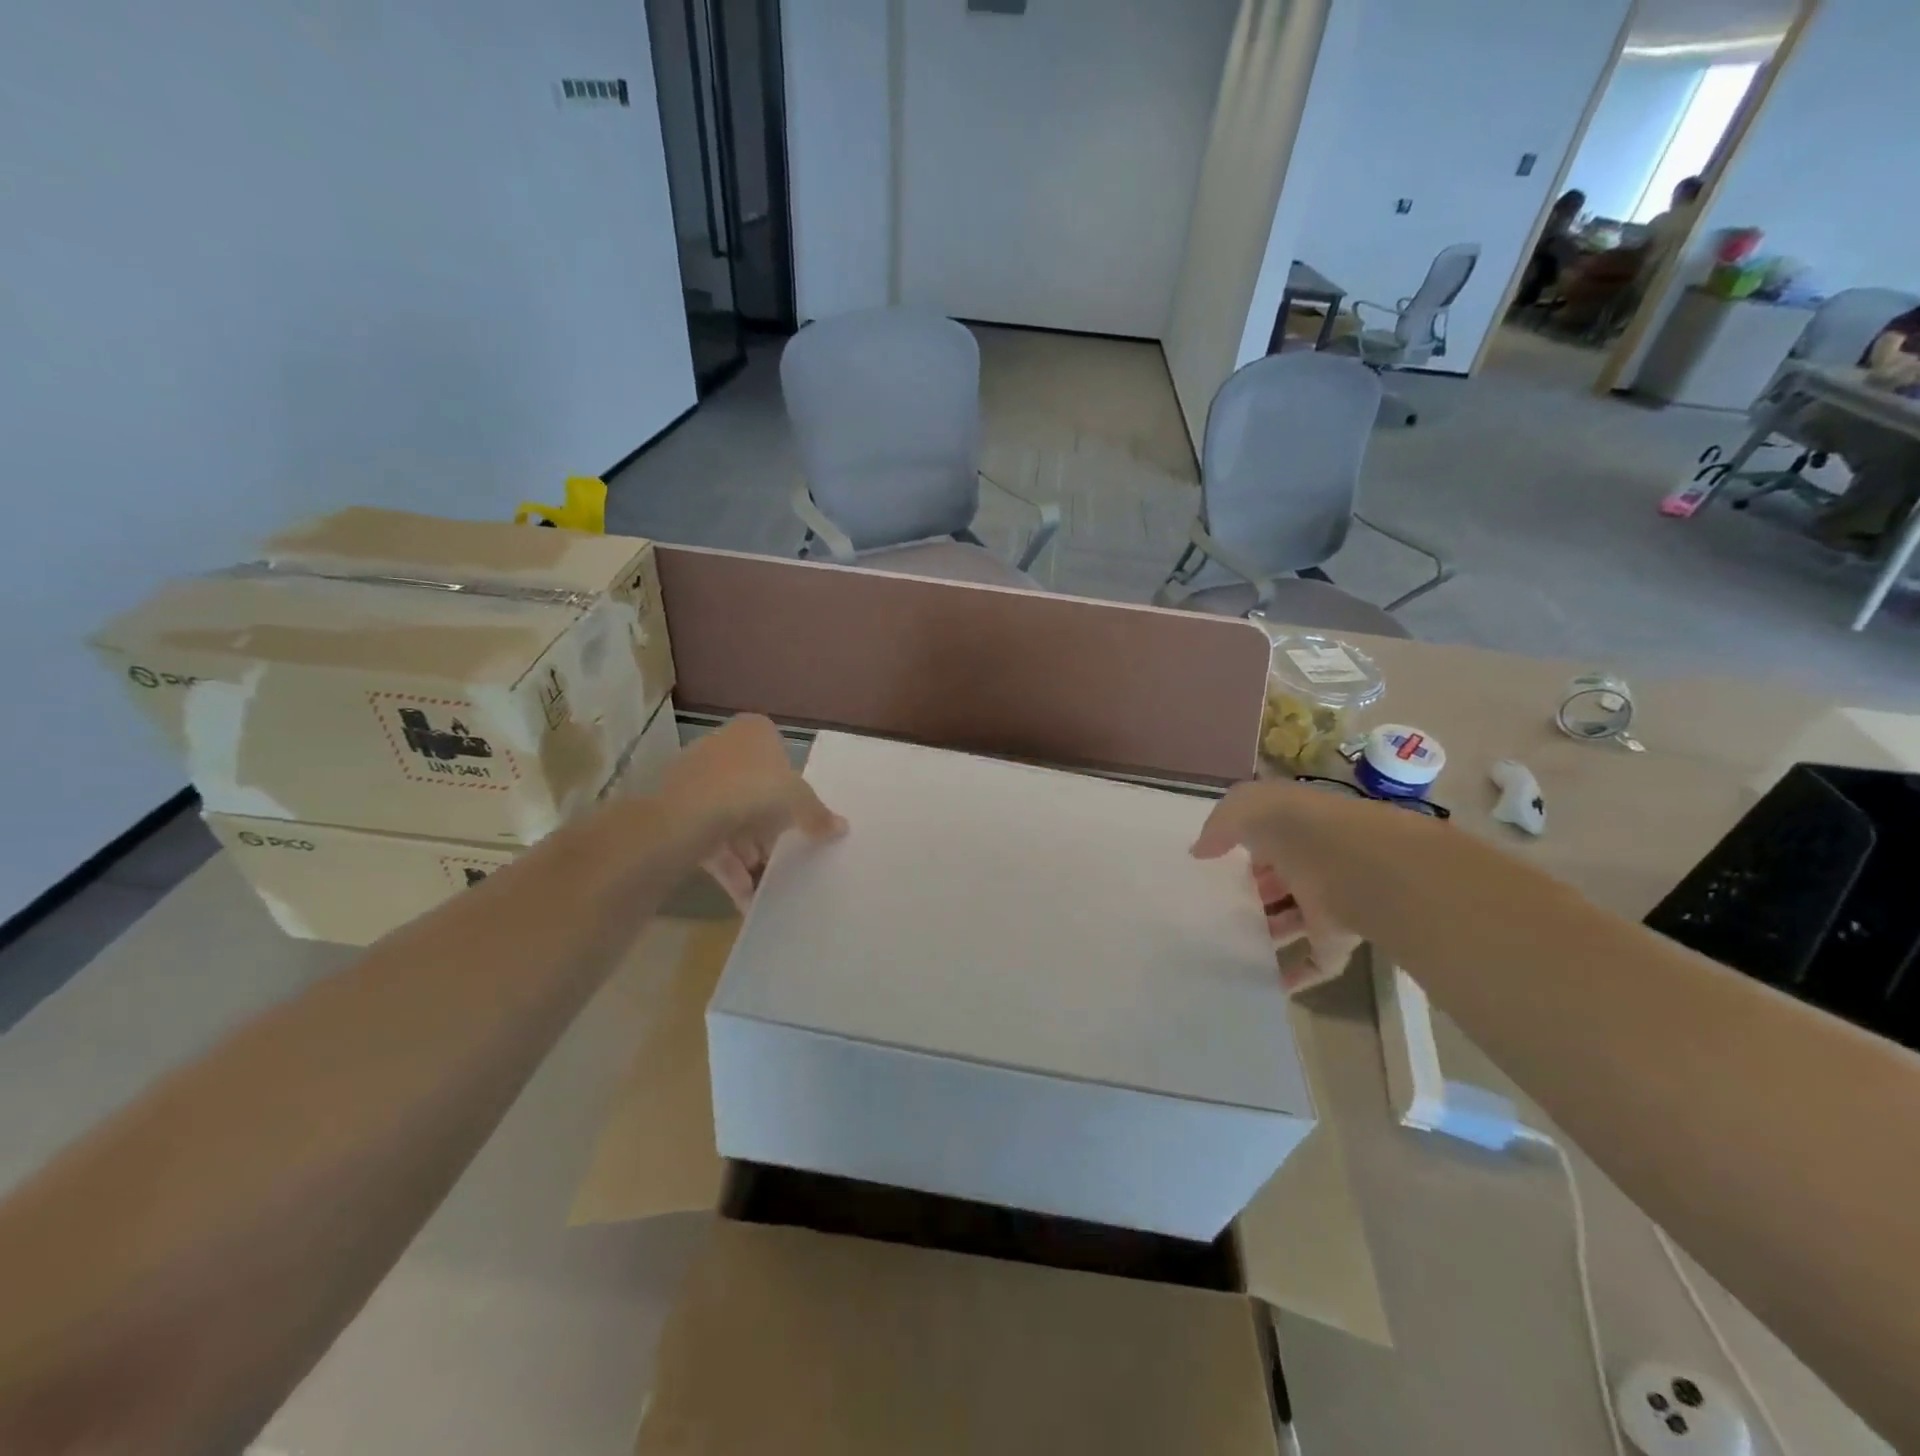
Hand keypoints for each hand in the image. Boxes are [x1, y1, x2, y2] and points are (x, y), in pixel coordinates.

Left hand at [659, 715, 846, 910]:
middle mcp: (720, 747)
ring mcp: (694, 779)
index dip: (789, 782)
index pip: (777, 750)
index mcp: (752, 732)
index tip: (798, 810)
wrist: (688, 816)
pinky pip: (709, 839)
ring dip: (748, 850)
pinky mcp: (675, 811)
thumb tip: (842, 827)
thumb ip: (818, 815)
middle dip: (767, 823)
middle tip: (783, 850)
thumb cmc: (753, 791)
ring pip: (729, 815)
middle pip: (752, 786)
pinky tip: (744, 897)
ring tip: (765, 880)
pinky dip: (728, 867)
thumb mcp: (799, 801)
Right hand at [1190, 780, 1382, 991]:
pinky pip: (1315, 963)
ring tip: (1231, 944)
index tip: (1217, 867)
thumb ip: (1219, 826)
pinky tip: (1264, 984)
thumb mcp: (1245, 807)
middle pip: (1282, 881)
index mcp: (1296, 828)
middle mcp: (1314, 863)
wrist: (1359, 865)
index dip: (1245, 851)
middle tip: (1220, 907)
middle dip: (1257, 893)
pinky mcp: (1340, 940)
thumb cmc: (1298, 825)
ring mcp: (1330, 903)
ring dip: (1271, 933)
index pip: (1269, 840)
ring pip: (1297, 921)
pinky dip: (1294, 976)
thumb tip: (1200, 851)